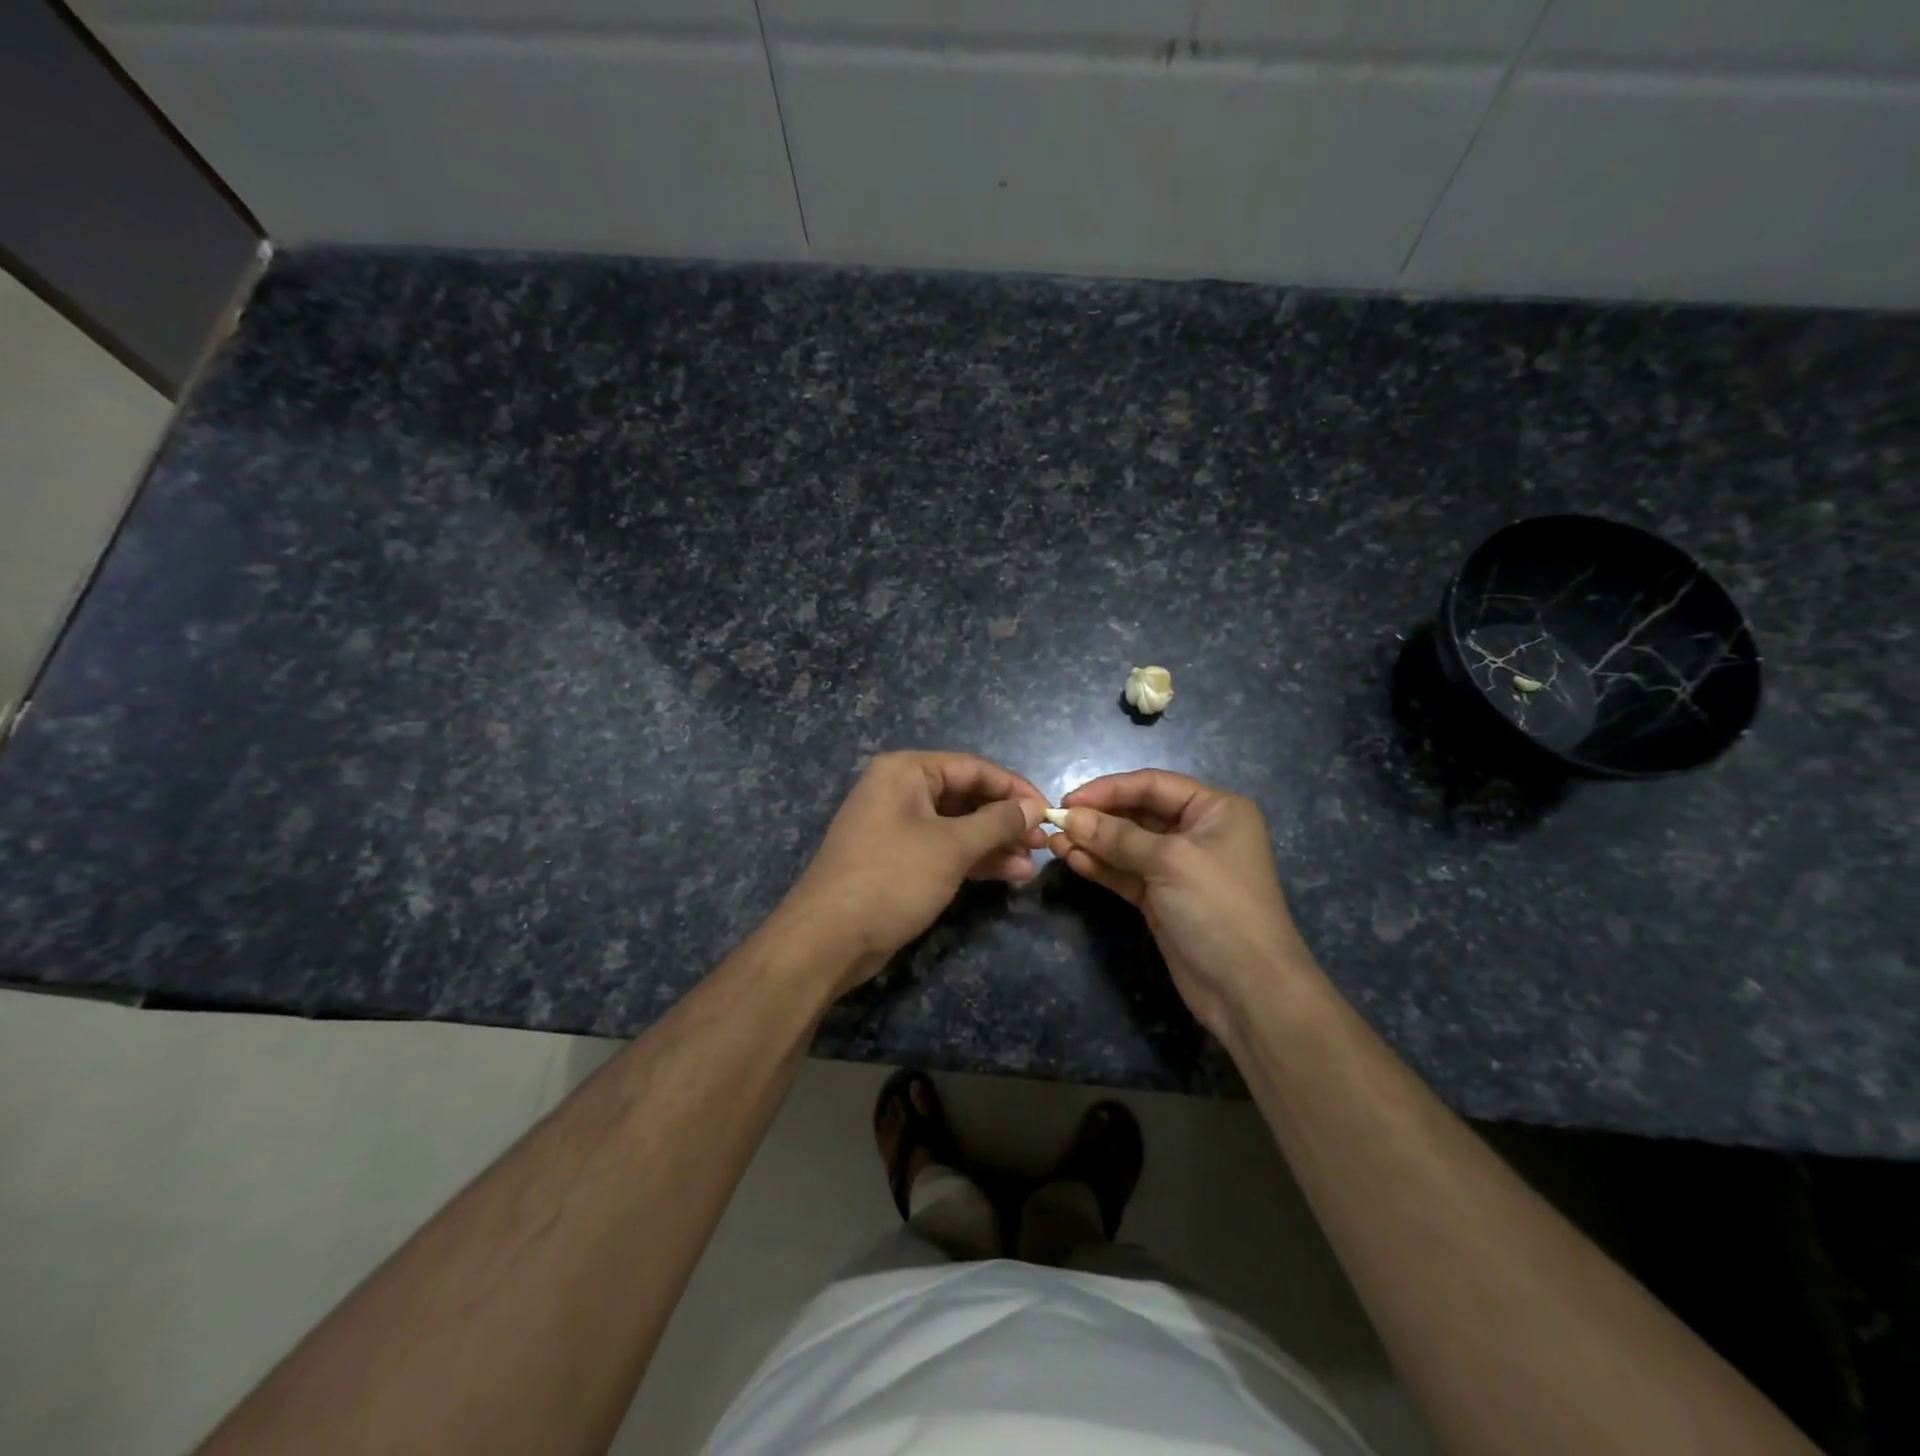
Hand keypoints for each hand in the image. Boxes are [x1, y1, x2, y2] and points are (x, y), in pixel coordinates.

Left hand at [781, 751, 1047, 993]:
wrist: (828, 939)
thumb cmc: (892, 878)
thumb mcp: (951, 847)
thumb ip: (997, 823)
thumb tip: (1034, 808)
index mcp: (906, 772)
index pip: (974, 768)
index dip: (1014, 789)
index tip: (1049, 811)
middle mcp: (900, 791)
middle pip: (967, 796)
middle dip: (1006, 820)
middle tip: (1043, 842)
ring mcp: (898, 827)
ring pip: (958, 826)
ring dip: (996, 844)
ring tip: (1033, 864)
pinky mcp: (899, 860)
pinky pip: (945, 849)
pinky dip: (975, 860)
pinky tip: (1010, 875)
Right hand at [1049, 769, 1318, 1039]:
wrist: (1248, 989)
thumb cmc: (1218, 907)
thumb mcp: (1169, 862)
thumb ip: (1116, 837)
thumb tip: (1069, 818)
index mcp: (1215, 809)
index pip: (1153, 785)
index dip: (1109, 789)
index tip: (1068, 801)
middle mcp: (1197, 832)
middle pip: (1138, 813)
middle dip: (1097, 818)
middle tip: (1056, 823)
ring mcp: (1178, 867)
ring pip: (1126, 845)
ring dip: (1092, 843)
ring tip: (1054, 843)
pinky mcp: (1161, 898)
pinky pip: (1125, 872)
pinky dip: (1100, 866)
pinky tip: (1072, 860)